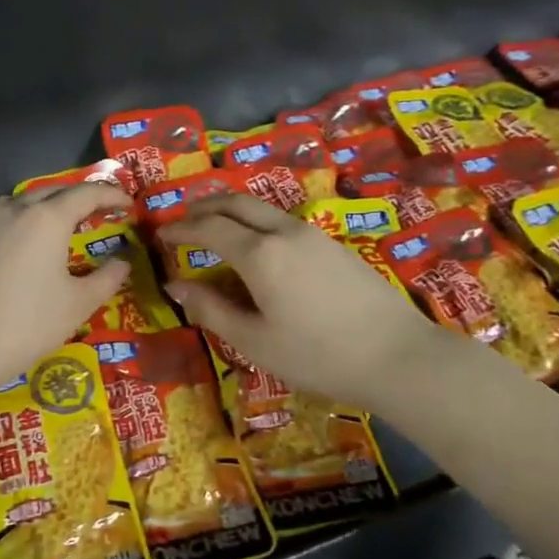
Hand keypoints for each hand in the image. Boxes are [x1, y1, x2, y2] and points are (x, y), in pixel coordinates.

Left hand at [0, 184, 130, 390]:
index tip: (127, 204)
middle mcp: (14, 209)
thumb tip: (123, 262)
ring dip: (44, 208)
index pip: (87, 193)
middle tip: (97, 213)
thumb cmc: (26, 324)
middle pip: (52, 191)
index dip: (111, 194)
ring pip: (20, 203)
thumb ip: (106, 278)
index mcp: (47, 218)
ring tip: (57, 227)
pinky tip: (19, 248)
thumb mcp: (77, 305)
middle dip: (78, 198)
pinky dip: (17, 224)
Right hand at [162, 194, 447, 413]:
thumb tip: (176, 286)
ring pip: (262, 209)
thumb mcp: (255, 341)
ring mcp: (313, 234)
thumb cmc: (318, 355)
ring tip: (216, 232)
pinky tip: (258, 250)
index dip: (180, 229)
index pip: (208, 228)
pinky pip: (283, 222)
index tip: (161, 235)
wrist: (398, 356)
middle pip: (235, 202)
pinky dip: (257, 224)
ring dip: (232, 212)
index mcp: (259, 253)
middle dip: (203, 207)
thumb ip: (211, 310)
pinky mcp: (334, 245)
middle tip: (183, 221)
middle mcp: (284, 232)